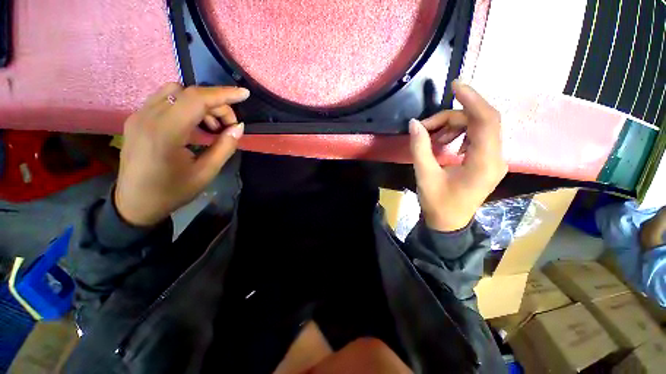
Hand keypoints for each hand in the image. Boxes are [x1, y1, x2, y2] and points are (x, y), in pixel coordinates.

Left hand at [114, 83, 249, 225]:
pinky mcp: (137, 119)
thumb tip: (239, 127)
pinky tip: (194, 125)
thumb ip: (225, 146)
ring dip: (200, 103)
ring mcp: (139, 116)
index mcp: (165, 132)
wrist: (135, 203)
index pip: (197, 99)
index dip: (224, 94)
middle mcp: (148, 117)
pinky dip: (185, 106)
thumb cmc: (172, 191)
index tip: (244, 94)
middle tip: (228, 126)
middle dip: (215, 104)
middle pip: (188, 93)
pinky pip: (165, 100)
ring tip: (211, 127)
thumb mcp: (206, 172)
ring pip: (175, 92)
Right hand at [409, 81, 506, 231]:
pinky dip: (458, 134)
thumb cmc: (438, 203)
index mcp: (485, 162)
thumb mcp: (425, 175)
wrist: (449, 223)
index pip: (486, 120)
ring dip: (453, 126)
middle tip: (425, 126)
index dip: (472, 99)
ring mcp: (494, 159)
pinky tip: (443, 143)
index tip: (455, 85)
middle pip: (480, 121)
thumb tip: (414, 124)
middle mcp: (496, 158)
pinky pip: (476, 137)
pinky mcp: (487, 161)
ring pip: (477, 128)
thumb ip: (420, 148)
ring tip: (432, 138)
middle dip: (451, 118)